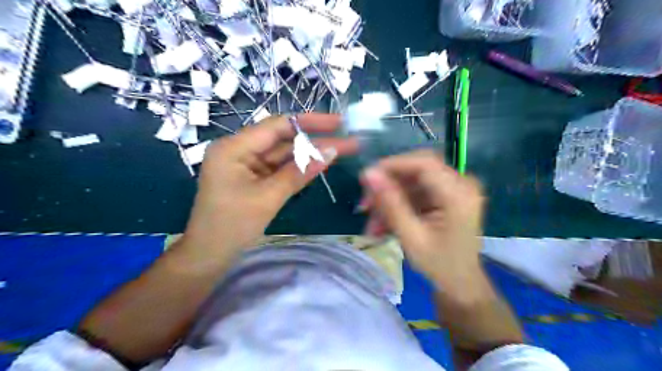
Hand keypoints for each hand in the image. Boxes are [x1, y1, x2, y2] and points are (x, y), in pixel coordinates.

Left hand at [182, 113, 356, 255]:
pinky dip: (299, 168)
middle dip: (316, 140)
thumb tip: (331, 152)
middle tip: (348, 139)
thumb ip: (299, 173)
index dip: (310, 122)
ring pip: (284, 154)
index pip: (277, 126)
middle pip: (283, 139)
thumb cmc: (232, 227)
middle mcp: (240, 150)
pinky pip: (280, 168)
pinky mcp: (254, 179)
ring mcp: (247, 165)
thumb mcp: (268, 198)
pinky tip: (320, 163)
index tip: (338, 122)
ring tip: (342, 150)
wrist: (209, 257)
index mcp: (234, 147)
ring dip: (310, 154)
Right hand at [361, 149, 483, 294]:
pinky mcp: (446, 195)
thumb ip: (390, 203)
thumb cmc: (440, 265)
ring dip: (389, 198)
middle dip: (387, 185)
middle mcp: (461, 184)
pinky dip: (397, 204)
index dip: (392, 165)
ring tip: (372, 223)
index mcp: (459, 194)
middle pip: (416, 169)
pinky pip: (415, 191)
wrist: (461, 283)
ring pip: (411, 181)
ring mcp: (454, 189)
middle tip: (365, 205)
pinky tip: (383, 223)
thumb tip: (368, 174)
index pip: (423, 163)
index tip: (367, 180)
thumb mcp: (411, 236)